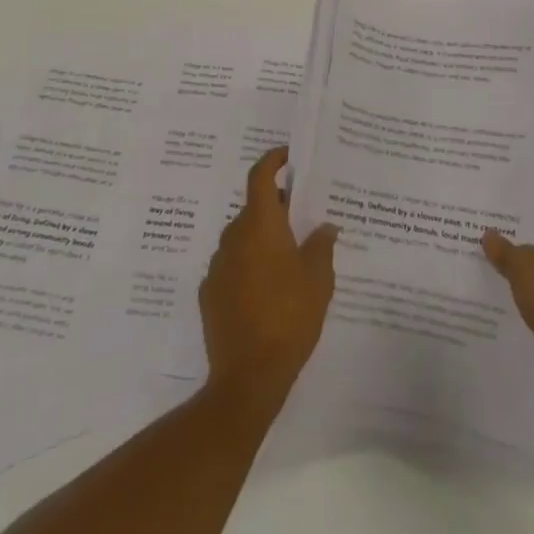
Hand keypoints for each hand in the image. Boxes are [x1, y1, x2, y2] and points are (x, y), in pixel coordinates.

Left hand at [200, 148, 338, 407]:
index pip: (260, 176)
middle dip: (276, 208)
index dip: (272, 160)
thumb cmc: (289, 317)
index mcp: (260, 225)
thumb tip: (324, 227)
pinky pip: (232, 265)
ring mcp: (217, 265)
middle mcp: (233, 236)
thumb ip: (322, 246)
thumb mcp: (319, 280)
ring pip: (242, 238)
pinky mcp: (209, 293)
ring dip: (262, 240)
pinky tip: (267, 291)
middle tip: (301, 219)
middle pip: (253, 208)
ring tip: (289, 260)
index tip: (288, 157)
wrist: (247, 376)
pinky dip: (248, 266)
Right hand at [483, 206, 533, 419]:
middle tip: (478, 232)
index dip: (518, 208)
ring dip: (519, 270)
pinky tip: (498, 295)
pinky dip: (526, 297)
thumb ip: (504, 249)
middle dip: (515, 239)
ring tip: (483, 262)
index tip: (490, 208)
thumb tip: (489, 235)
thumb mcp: (524, 266)